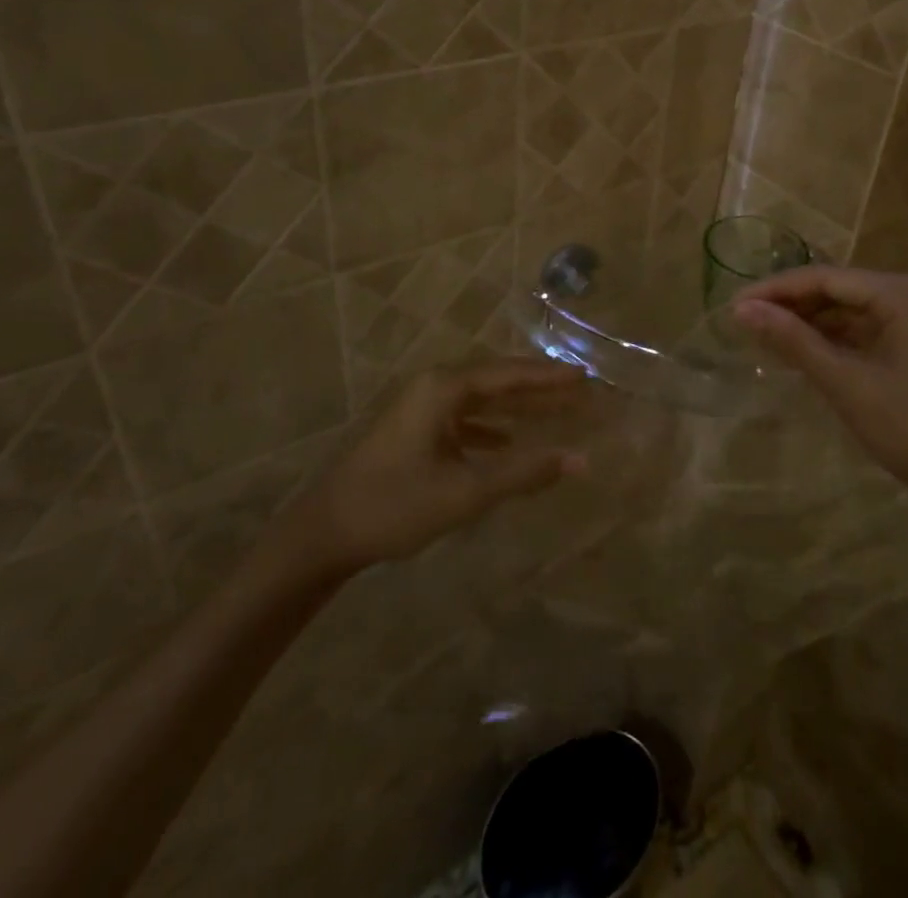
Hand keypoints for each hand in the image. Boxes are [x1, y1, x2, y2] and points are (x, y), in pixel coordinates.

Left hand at [248, 359, 589, 593]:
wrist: (323, 534)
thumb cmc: (395, 505)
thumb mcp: (465, 491)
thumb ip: (524, 473)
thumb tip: (580, 460)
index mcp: (442, 388)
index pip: (508, 374)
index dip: (548, 376)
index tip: (584, 377)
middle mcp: (432, 387)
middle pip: (496, 380)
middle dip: (537, 388)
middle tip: (578, 391)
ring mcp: (419, 408)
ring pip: (480, 399)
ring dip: (516, 406)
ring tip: (554, 411)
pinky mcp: (412, 430)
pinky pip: (462, 418)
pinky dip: (489, 427)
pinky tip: (507, 441)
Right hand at [733, 268, 907, 533]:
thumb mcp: (847, 383)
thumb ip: (794, 342)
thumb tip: (742, 309)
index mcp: (900, 293)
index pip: (825, 277)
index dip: (776, 290)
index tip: (734, 306)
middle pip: (838, 290)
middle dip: (791, 306)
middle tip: (744, 324)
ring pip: (851, 312)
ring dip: (810, 324)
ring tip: (766, 339)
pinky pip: (866, 333)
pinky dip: (834, 342)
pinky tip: (805, 356)